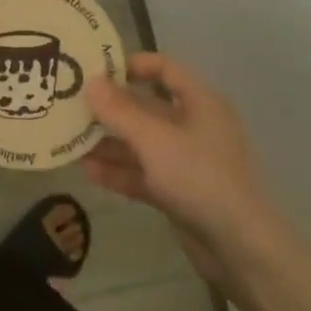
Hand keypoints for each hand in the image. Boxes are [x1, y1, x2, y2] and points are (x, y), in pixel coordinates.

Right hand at [82, 53, 281, 283]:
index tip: (96, 70)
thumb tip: (90, 83)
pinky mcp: (178, 191)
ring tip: (71, 140)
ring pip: (141, 143)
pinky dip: (119, 171)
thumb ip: (119, 112)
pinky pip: (143, 173)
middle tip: (72, 106)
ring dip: (109, 142)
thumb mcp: (154, 139)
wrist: (238, 246)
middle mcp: (193, 125)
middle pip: (146, 108)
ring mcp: (185, 160)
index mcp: (199, 102)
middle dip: (110, 109)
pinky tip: (87, 171)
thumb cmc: (199, 176)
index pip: (164, 69)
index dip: (132, 65)